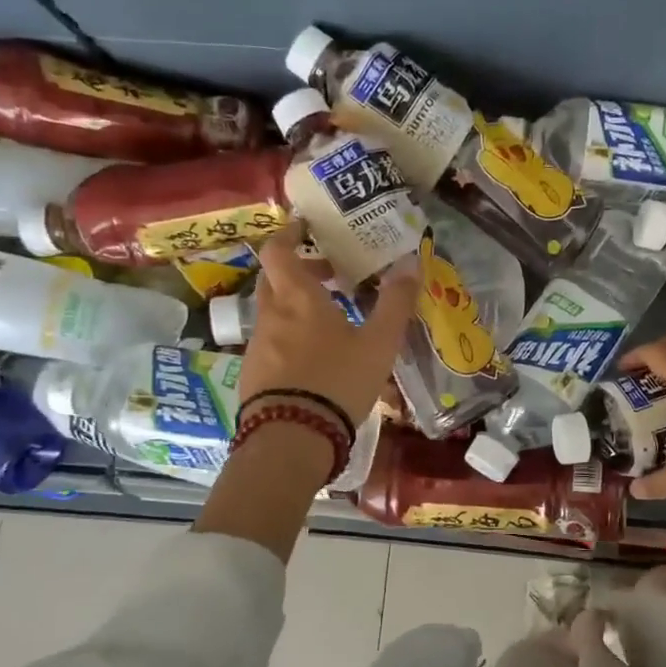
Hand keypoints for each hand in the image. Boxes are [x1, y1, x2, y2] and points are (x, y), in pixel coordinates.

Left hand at [237, 221, 418, 425]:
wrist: (291, 438)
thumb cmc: (338, 381)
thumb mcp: (378, 344)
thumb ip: (395, 303)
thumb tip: (411, 263)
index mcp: (298, 298)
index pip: (278, 250)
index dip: (289, 234)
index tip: (305, 228)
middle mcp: (271, 315)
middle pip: (275, 279)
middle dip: (300, 271)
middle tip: (331, 275)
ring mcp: (257, 346)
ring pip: (274, 313)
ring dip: (298, 306)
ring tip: (333, 321)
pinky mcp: (254, 375)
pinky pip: (272, 342)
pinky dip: (291, 337)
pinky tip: (317, 359)